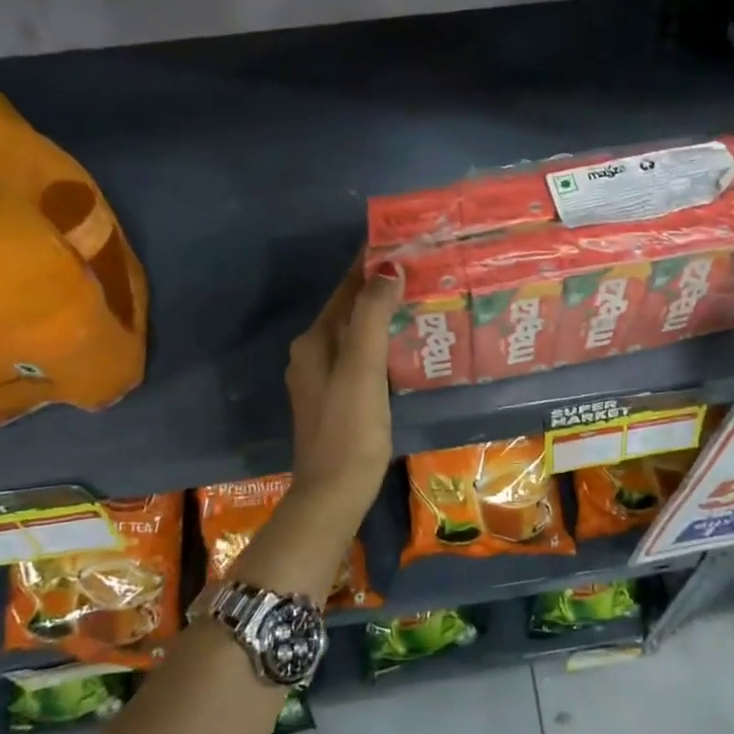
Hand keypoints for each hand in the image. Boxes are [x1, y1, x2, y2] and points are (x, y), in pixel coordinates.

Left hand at [286, 254, 401, 516]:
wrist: (333, 494)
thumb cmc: (350, 429)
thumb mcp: (363, 369)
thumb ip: (372, 316)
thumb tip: (386, 267)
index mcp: (314, 342)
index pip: (345, 289)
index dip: (369, 264)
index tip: (400, 239)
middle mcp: (312, 354)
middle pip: (349, 310)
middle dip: (379, 287)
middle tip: (420, 269)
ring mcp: (322, 379)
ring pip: (355, 333)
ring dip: (382, 314)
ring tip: (419, 298)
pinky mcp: (337, 400)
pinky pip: (360, 356)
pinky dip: (381, 342)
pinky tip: (404, 344)